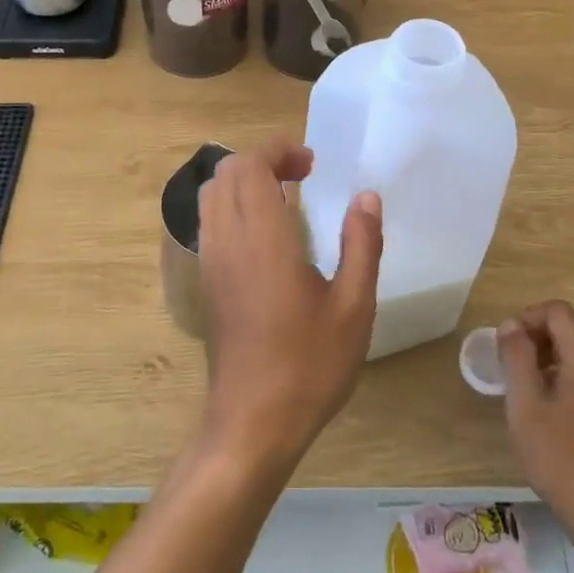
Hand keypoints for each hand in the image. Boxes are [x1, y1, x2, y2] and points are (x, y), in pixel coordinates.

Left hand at [198, 137, 382, 467]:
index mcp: (262, 238)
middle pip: (225, 174)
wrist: (252, 423)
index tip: (311, 161)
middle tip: (303, 175)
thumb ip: (362, 244)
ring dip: (244, 182)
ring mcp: (210, 263)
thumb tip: (366, 197)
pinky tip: (267, 235)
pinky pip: (210, 223)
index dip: (277, 149)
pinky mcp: (207, 284)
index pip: (250, 165)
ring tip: (286, 198)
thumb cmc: (309, 365)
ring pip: (211, 197)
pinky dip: (233, 207)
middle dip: (262, 160)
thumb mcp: (354, 306)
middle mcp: (227, 241)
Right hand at [498, 301, 573, 540]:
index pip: (557, 311)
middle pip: (568, 332)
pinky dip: (562, 382)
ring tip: (524, 397)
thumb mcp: (526, 406)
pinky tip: (548, 418)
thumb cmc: (562, 459)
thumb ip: (516, 358)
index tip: (505, 347)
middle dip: (534, 341)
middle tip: (508, 372)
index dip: (526, 318)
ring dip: (546, 363)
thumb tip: (511, 324)